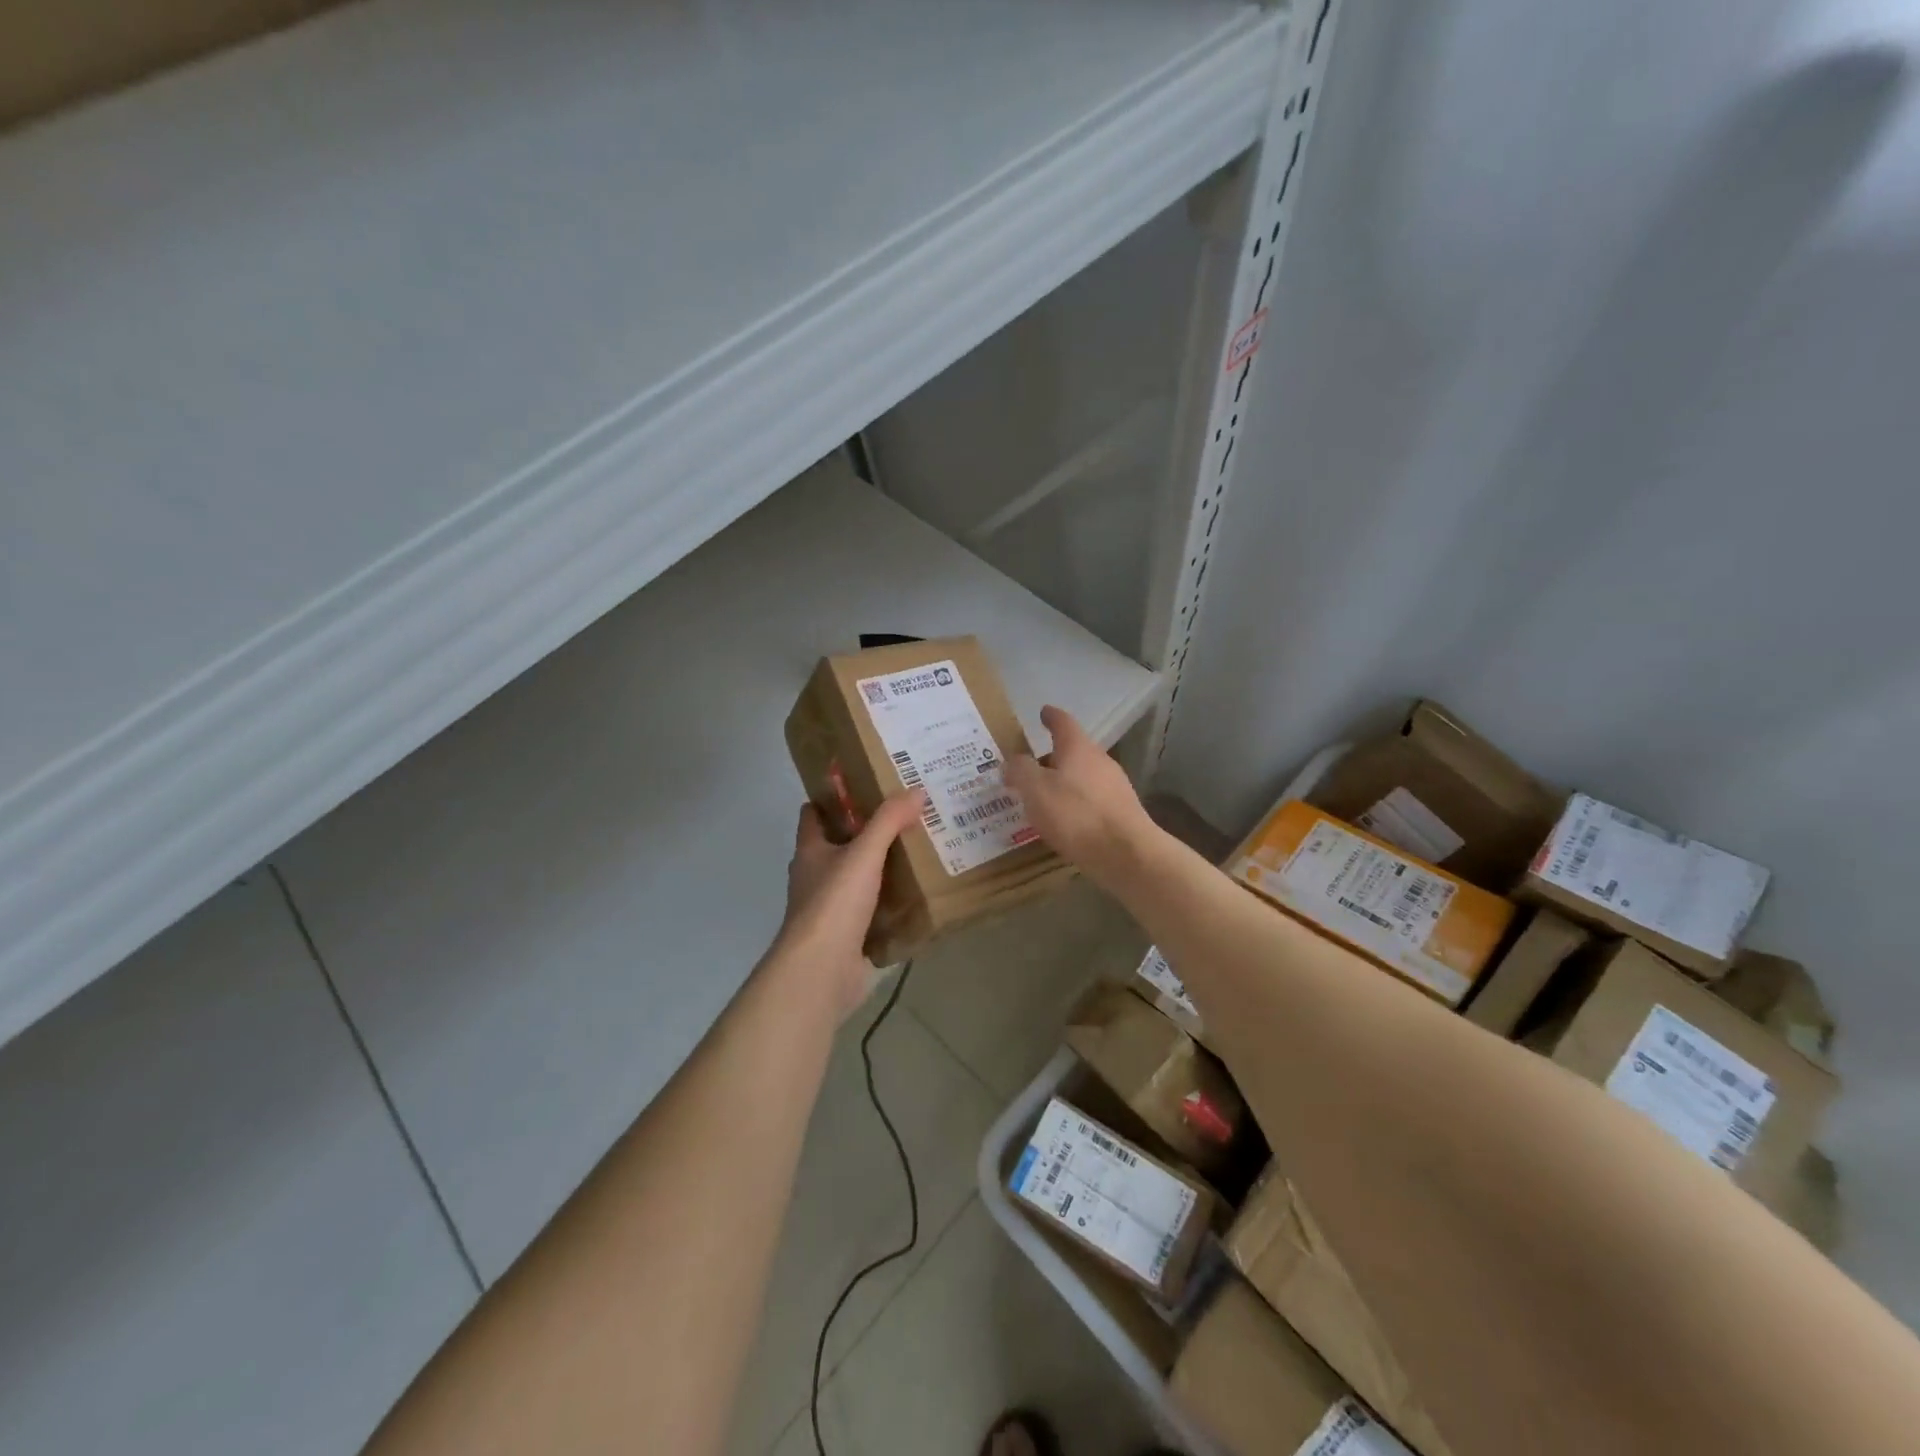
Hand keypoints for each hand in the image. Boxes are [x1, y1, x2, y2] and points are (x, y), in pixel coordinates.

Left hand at [773, 790, 924, 1019]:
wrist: (822, 970)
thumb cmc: (834, 903)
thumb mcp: (864, 853)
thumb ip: (889, 821)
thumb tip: (915, 790)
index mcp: (810, 851)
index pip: (813, 814)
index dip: (832, 799)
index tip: (864, 786)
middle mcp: (814, 877)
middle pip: (838, 846)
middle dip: (865, 833)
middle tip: (904, 818)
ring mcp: (829, 910)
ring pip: (856, 880)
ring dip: (880, 869)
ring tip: (918, 852)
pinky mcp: (847, 936)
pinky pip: (871, 912)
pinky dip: (889, 904)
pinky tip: (917, 897)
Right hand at [1004, 705, 1159, 890]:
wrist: (1126, 854)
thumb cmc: (1076, 815)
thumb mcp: (1035, 790)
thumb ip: (1020, 771)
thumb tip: (1012, 761)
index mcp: (1078, 748)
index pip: (1063, 722)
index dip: (1051, 716)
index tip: (1043, 712)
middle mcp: (1100, 760)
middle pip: (1073, 751)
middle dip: (1051, 757)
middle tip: (1029, 768)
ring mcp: (1115, 786)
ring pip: (1083, 776)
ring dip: (1063, 782)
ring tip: (1042, 798)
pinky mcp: (1122, 811)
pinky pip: (1091, 799)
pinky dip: (1075, 803)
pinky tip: (1065, 821)